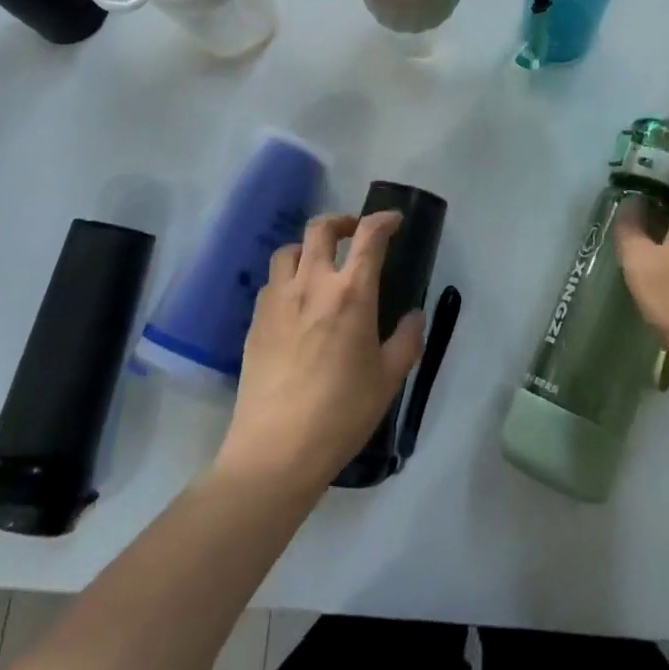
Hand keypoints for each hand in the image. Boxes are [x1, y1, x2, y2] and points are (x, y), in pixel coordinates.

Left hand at [215, 212, 424, 493]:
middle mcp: (312, 285)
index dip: (383, 220)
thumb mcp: (389, 379)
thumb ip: (407, 340)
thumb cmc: (342, 413)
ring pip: (289, 250)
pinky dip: (288, 278)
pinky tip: (296, 303)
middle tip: (354, 233)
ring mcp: (277, 300)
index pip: (368, 237)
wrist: (276, 449)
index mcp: (351, 293)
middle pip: (320, 229)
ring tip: (320, 266)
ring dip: (309, 248)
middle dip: (341, 221)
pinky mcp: (255, 321)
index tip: (393, 221)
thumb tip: (413, 315)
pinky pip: (272, 283)